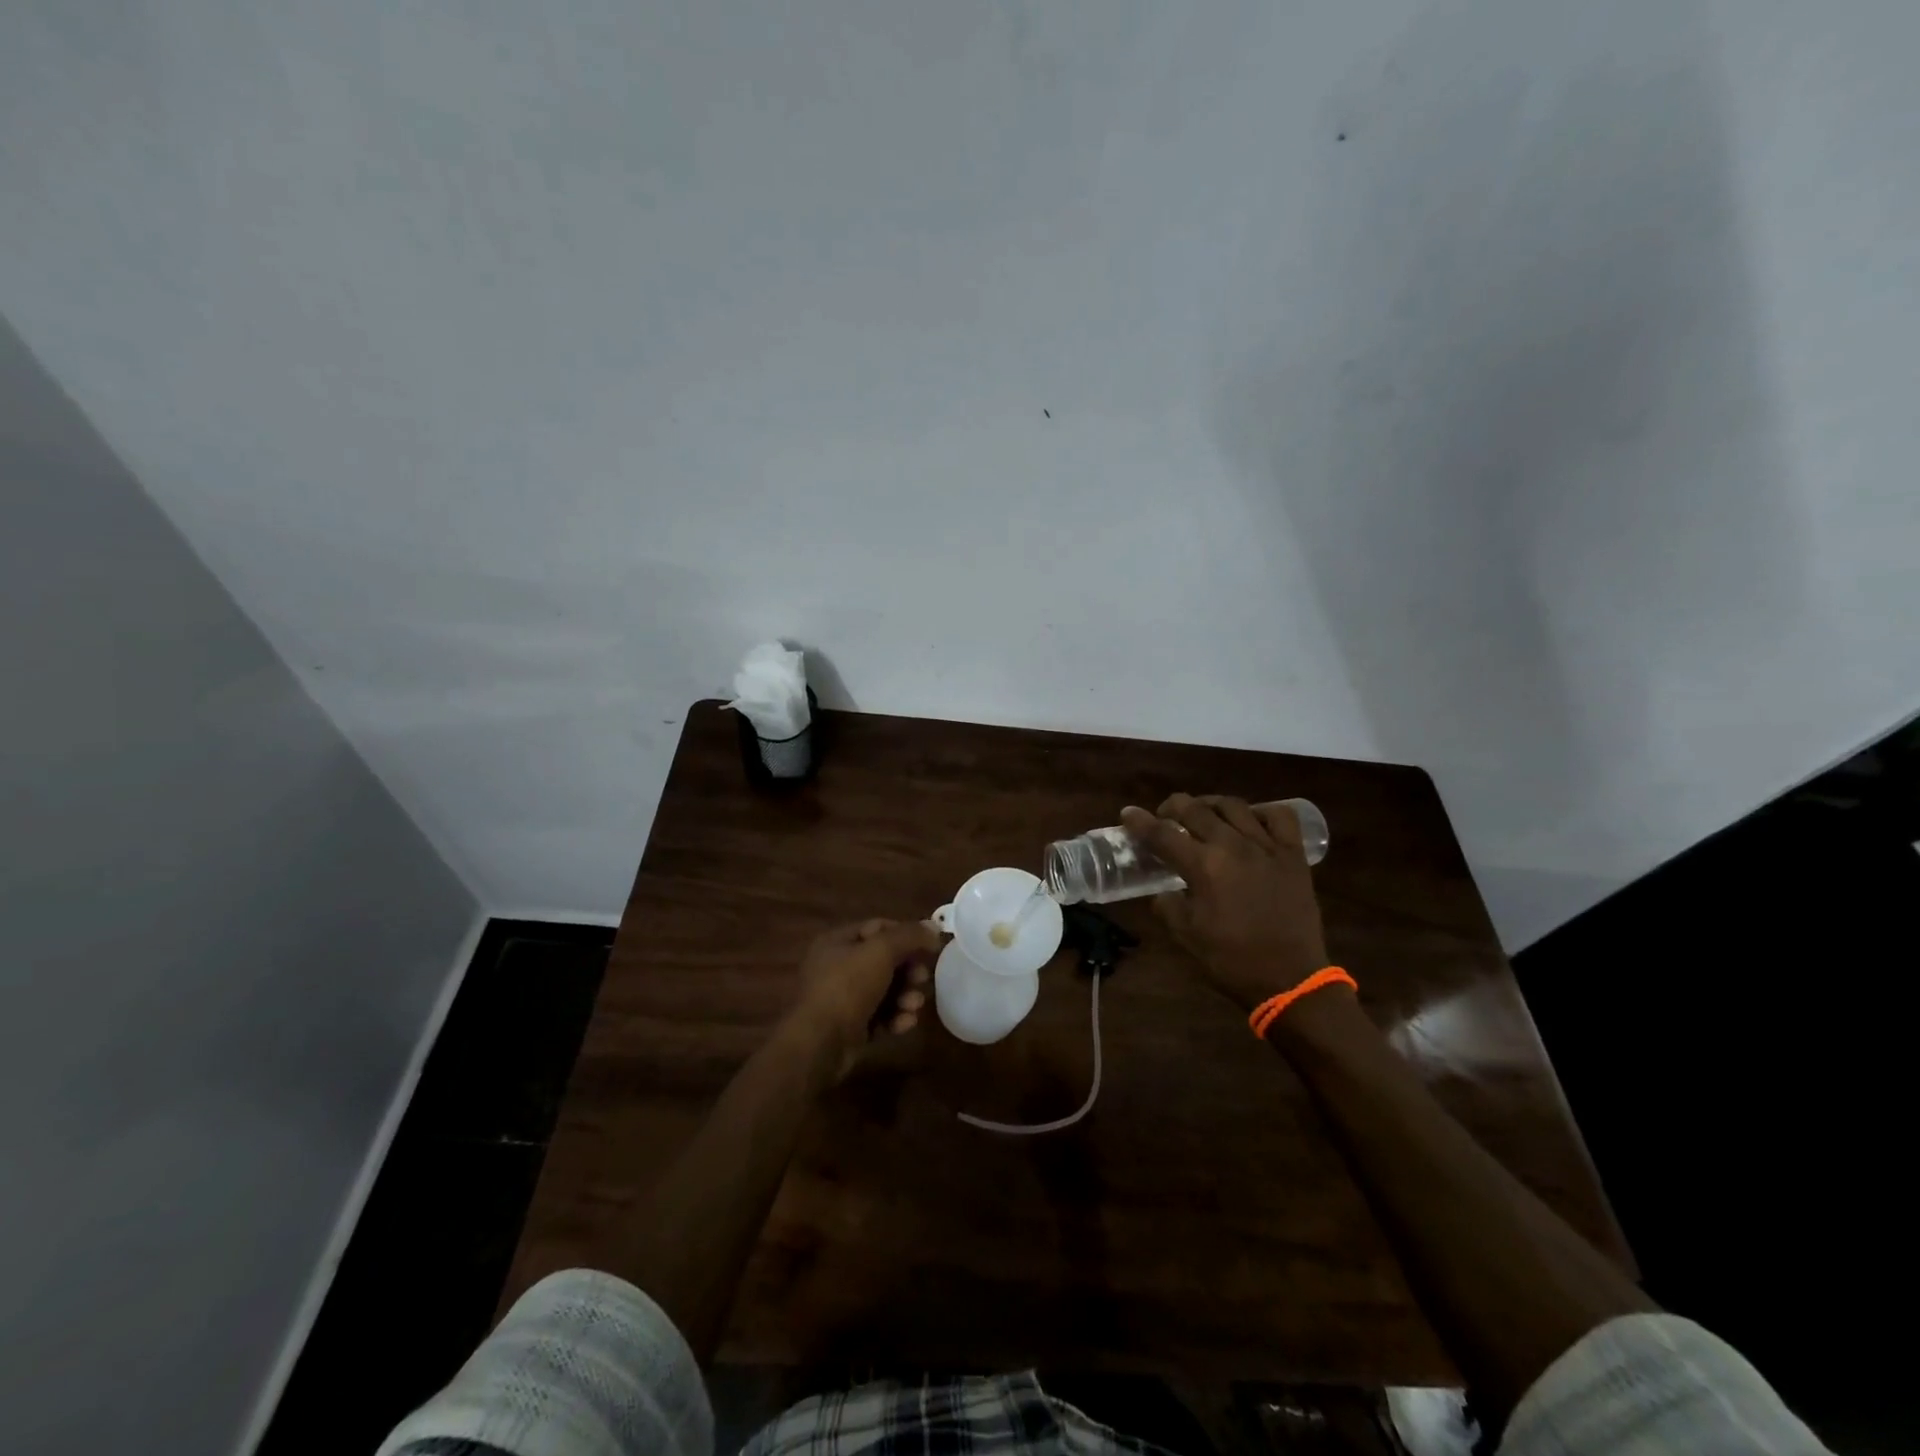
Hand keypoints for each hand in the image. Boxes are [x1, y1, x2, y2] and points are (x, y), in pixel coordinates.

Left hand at [794, 918, 941, 1070]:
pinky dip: (894, 1017)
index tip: (930, 946)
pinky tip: (905, 1023)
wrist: (820, 1043)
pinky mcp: (850, 1027)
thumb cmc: (848, 987)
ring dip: (905, 996)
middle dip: (908, 970)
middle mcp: (837, 966)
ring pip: (884, 990)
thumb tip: (932, 927)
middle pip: (884, 961)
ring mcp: (842, 998)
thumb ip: (909, 936)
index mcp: (837, 941)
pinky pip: (878, 1016)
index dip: (906, 934)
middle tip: (922, 978)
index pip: (878, 927)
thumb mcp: (881, 952)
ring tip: (914, 1005)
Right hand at [1120, 794, 1331, 1011]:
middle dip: (1172, 807)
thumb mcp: (1186, 936)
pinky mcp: (1293, 855)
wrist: (1291, 981)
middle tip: (1164, 816)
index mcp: (1203, 867)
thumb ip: (1167, 906)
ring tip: (1204, 814)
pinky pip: (1279, 817)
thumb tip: (1163, 891)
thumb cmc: (1232, 961)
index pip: (1162, 834)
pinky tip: (1251, 821)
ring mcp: (1267, 847)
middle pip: (1195, 809)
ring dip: (1210, 804)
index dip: (1140, 822)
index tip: (1128, 813)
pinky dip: (1262, 812)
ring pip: (1233, 806)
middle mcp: (1233, 846)